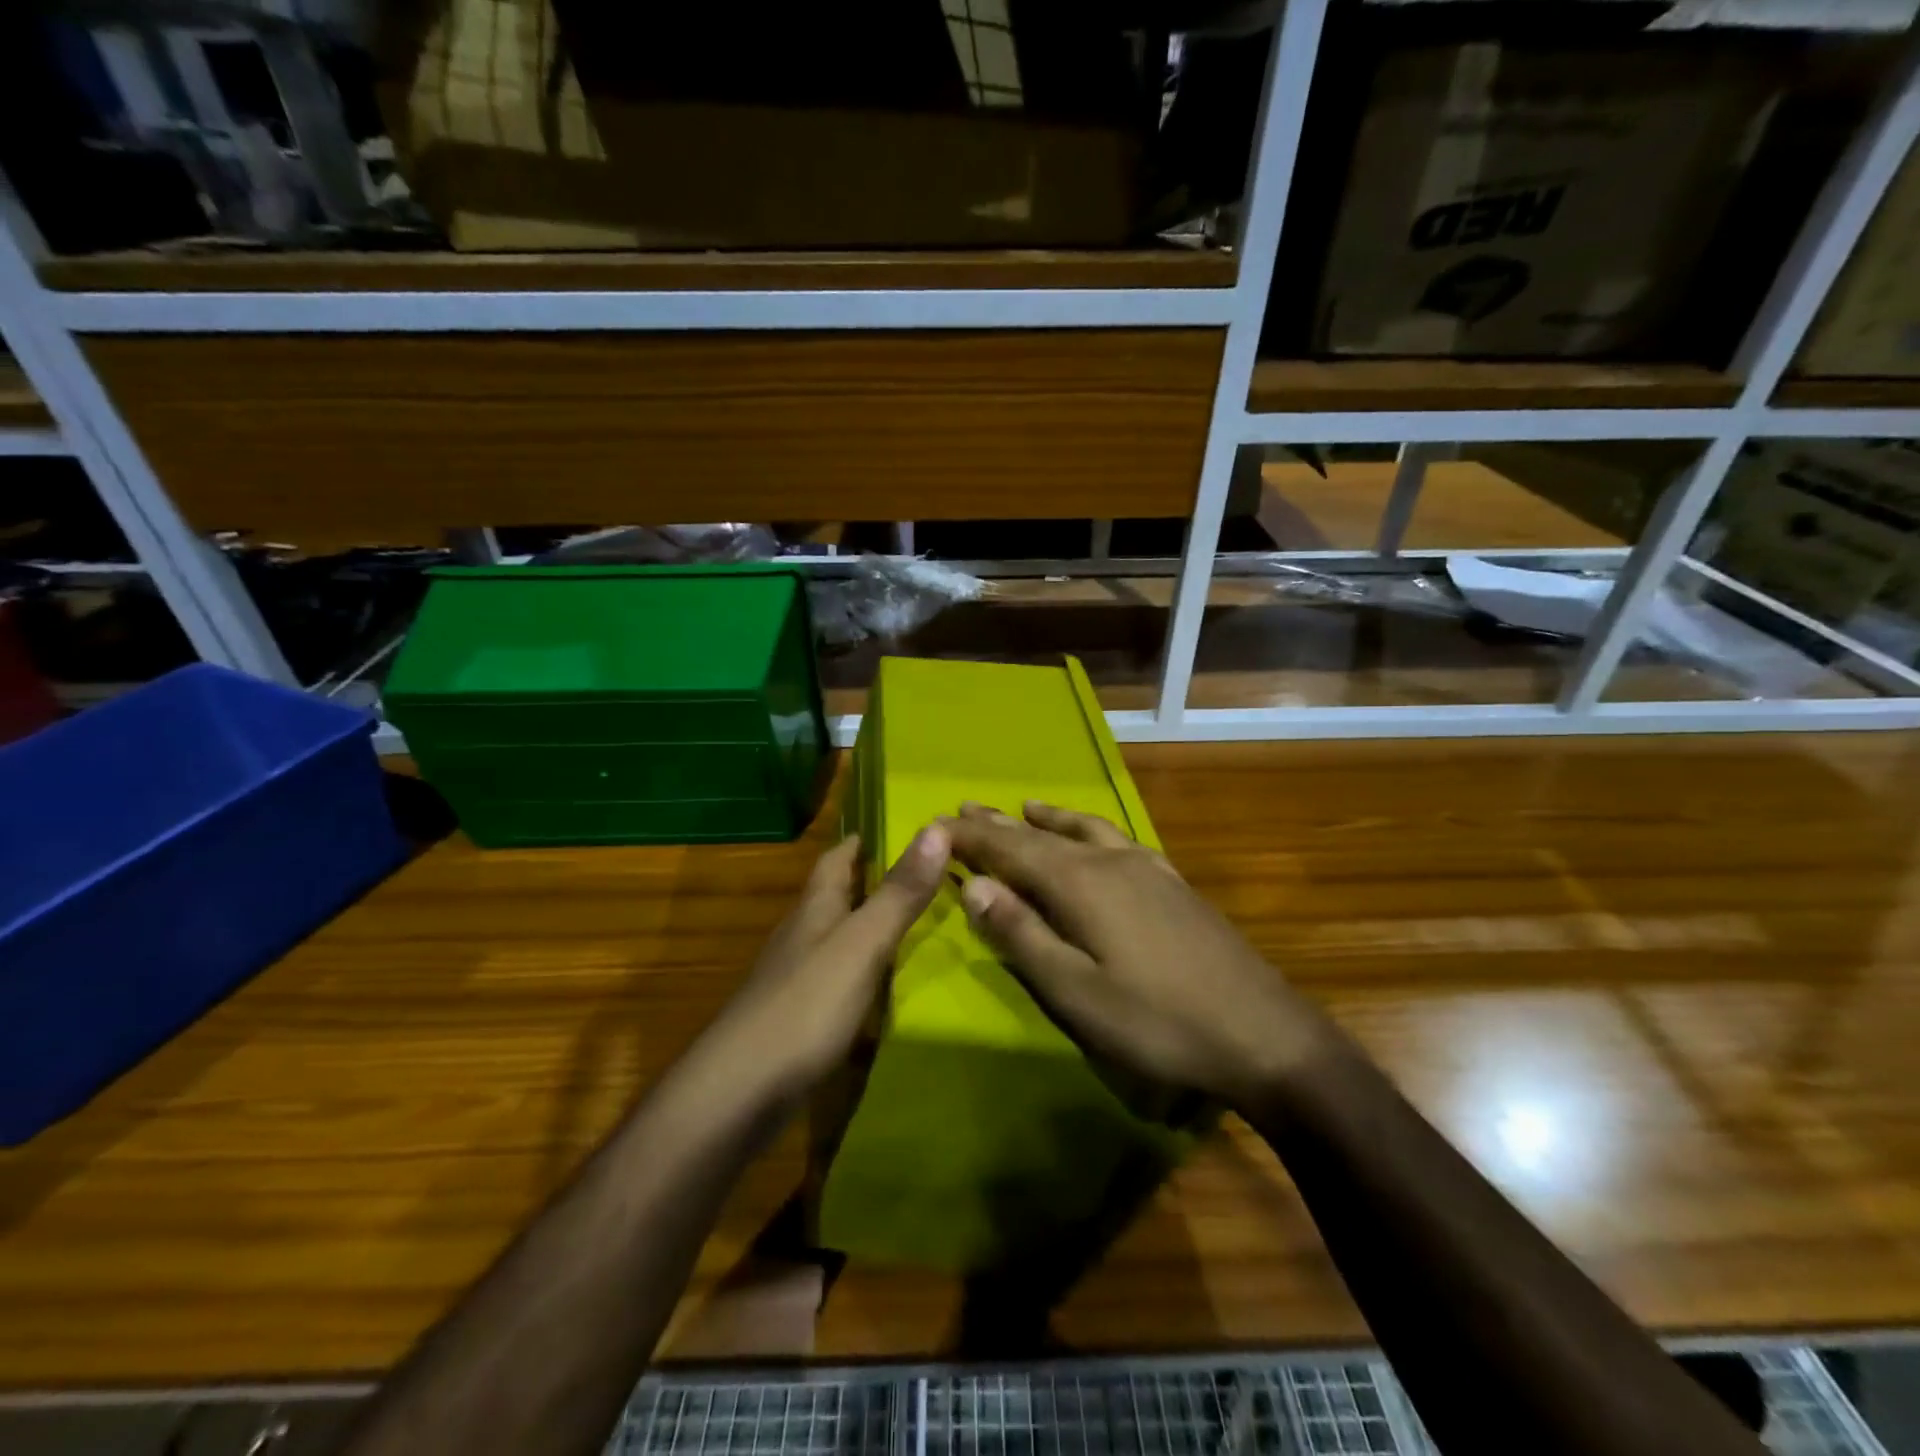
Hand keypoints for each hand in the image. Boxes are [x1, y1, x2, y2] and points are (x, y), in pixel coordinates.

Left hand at [710, 825, 949, 1103]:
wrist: (737, 1095)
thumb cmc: (804, 1007)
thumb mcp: (862, 944)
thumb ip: (899, 893)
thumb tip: (937, 827)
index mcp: (814, 910)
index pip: (835, 859)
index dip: (861, 840)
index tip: (895, 825)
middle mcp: (801, 937)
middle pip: (835, 897)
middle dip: (870, 881)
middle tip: (922, 875)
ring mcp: (795, 981)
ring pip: (836, 939)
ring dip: (867, 927)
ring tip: (914, 925)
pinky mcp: (797, 1021)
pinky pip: (836, 981)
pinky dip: (862, 973)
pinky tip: (884, 988)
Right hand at [947, 801, 1324, 1108]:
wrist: (1263, 1032)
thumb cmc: (1157, 1021)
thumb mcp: (1077, 992)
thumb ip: (1023, 935)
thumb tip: (975, 887)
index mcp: (1081, 884)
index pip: (1011, 849)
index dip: (972, 838)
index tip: (938, 824)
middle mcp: (1110, 861)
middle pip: (1042, 834)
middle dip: (1001, 824)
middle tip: (966, 809)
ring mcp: (1147, 869)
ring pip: (1083, 830)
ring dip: (1046, 819)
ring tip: (1022, 807)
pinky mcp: (1173, 883)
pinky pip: (1118, 840)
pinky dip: (1090, 830)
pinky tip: (1097, 838)